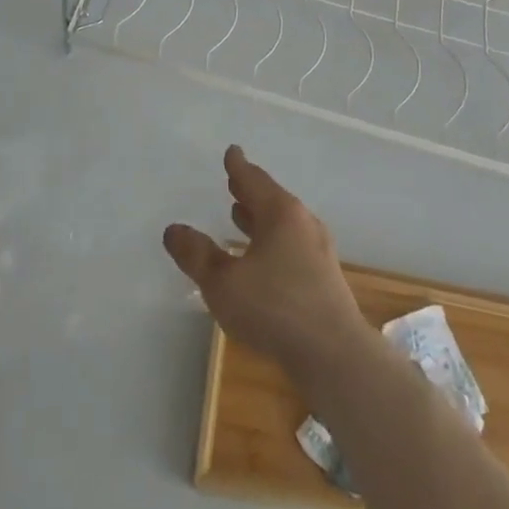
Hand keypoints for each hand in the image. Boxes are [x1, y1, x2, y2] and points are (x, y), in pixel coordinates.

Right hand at [163, 146, 369, 379]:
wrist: (335, 357)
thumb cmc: (275, 309)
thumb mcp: (223, 283)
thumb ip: (197, 255)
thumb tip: (173, 230)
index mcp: (281, 213)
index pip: (253, 179)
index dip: (238, 166)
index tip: (232, 152)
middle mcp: (303, 224)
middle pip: (271, 199)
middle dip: (250, 192)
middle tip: (233, 183)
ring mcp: (318, 251)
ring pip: (283, 225)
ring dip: (261, 219)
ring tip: (240, 216)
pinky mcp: (324, 279)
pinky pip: (291, 247)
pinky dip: (272, 242)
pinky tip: (262, 261)